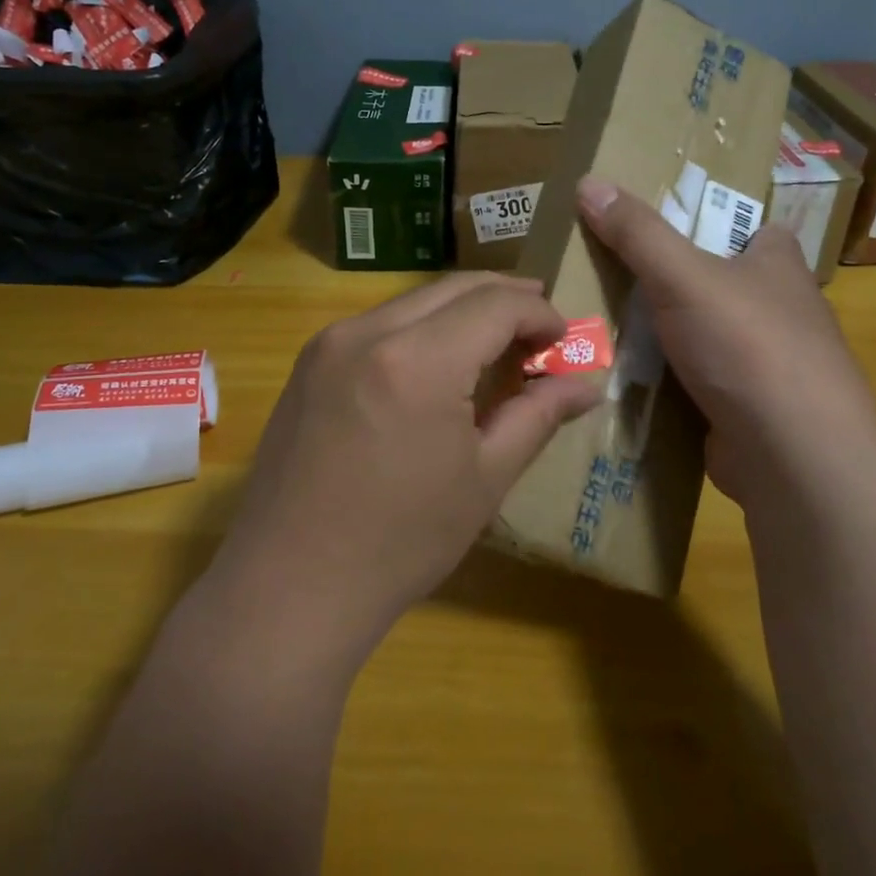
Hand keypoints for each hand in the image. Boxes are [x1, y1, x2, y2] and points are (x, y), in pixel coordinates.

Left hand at [206, 273, 601, 669]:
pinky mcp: (309, 363)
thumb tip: (586, 385)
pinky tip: (439, 363)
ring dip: (463, 311)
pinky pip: (380, 324)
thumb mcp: (485, 479)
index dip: (539, 313)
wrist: (289, 587)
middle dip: (506, 299)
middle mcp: (367, 331)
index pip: (495, 305)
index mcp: (417, 360)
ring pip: (414, 301)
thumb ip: (537, 416)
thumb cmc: (401, 542)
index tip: (564, 340)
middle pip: (454, 288)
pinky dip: (422, 328)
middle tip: (541, 328)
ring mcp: (329, 343)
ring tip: (497, 345)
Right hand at [575, 174, 875, 510]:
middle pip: (719, 284)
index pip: (755, 231)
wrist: (792, 455)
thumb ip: (637, 233)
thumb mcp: (683, 275)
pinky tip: (623, 378)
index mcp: (778, 266)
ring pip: (703, 336)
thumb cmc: (748, 345)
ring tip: (600, 323)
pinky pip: (695, 383)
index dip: (718, 224)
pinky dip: (665, 381)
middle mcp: (779, 311)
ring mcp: (765, 365)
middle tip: (610, 273)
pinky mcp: (745, 409)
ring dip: (663, 335)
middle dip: (672, 282)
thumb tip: (589, 180)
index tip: (667, 225)